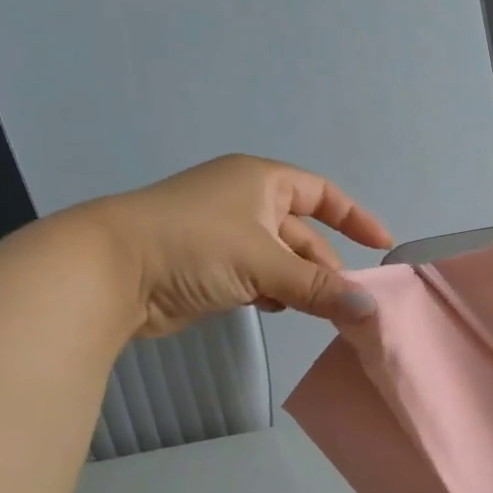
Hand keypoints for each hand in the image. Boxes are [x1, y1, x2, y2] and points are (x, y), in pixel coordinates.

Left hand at [77, 154, 393, 336]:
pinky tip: (275, 309)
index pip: (322, 194)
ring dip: (300, 284)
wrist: (110, 272)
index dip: (354, 217)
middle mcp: (245, 201)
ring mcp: (225, 235)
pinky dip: (273, 293)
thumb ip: (319, 289)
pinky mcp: (209, 267)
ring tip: (316, 309)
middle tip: (347, 300)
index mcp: (260, 181)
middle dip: (326, 265)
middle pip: (303, 233)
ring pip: (281, 260)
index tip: (382, 246)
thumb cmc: (194, 246)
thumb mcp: (264, 263)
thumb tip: (369, 310)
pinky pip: (257, 277)